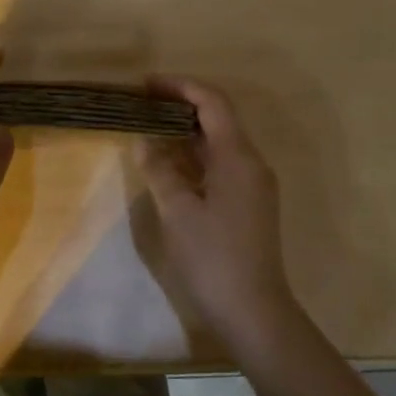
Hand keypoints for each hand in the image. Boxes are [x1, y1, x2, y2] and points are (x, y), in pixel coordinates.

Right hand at [139, 78, 304, 345]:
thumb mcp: (178, 212)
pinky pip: (219, 165)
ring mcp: (252, 184)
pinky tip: (168, 162)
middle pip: (218, 118)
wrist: (253, 311)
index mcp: (238, 157)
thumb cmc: (213, 258)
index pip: (212, 103)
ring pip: (218, 143)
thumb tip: (145, 141)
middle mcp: (251, 163)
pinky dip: (193, 155)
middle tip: (141, 103)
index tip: (145, 84)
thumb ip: (160, 170)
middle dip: (180, 105)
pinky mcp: (247, 203)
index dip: (180, 87)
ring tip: (148, 126)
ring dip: (185, 131)